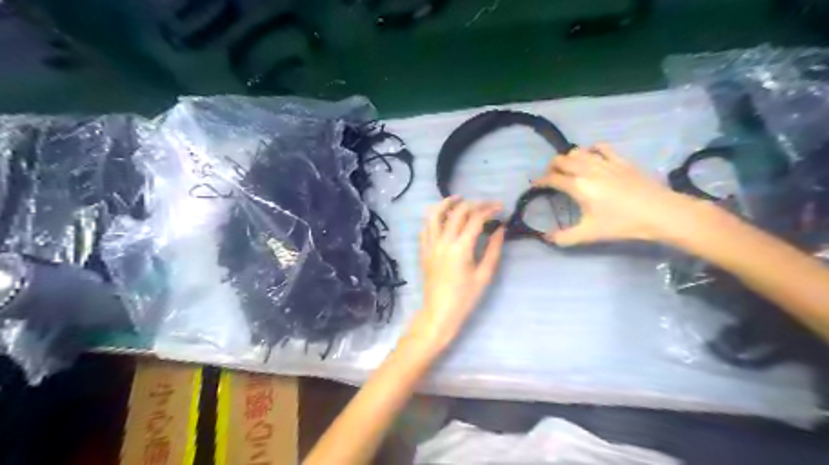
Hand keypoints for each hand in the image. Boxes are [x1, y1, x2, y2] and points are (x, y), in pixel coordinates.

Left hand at [407, 196, 505, 352]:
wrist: (439, 313)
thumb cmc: (465, 298)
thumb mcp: (484, 275)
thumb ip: (493, 249)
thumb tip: (500, 229)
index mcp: (461, 248)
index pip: (475, 219)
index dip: (489, 209)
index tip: (500, 208)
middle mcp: (443, 242)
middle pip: (457, 212)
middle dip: (474, 204)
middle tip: (486, 205)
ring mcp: (430, 245)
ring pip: (435, 214)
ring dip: (447, 203)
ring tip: (459, 198)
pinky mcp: (423, 251)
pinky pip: (425, 228)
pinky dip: (434, 217)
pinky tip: (442, 216)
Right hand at [535, 143, 694, 246]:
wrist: (659, 212)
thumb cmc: (622, 223)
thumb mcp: (589, 234)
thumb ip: (564, 237)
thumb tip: (546, 238)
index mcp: (577, 186)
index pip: (551, 178)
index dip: (539, 181)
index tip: (534, 185)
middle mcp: (587, 169)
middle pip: (561, 160)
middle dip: (551, 167)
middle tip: (550, 178)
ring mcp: (605, 162)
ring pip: (578, 151)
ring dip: (568, 158)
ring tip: (569, 169)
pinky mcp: (621, 160)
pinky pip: (601, 147)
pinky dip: (591, 150)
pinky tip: (592, 157)